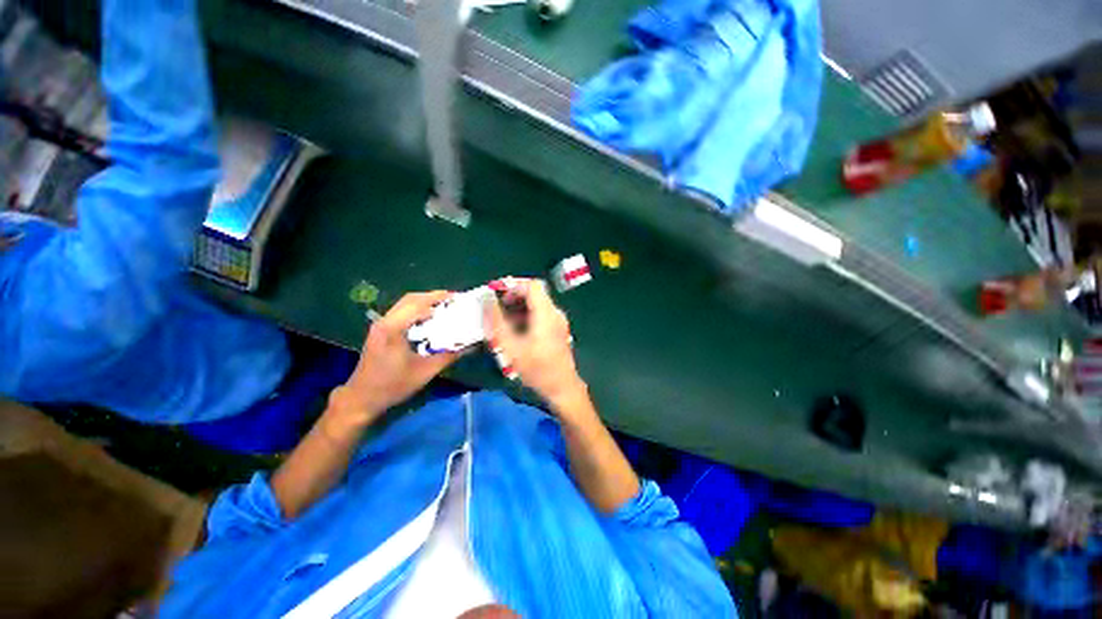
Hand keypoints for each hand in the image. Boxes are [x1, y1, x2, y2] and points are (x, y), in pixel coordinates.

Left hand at [337, 291, 461, 424]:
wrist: (361, 399)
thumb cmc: (392, 385)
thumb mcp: (425, 371)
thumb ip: (449, 356)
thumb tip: (471, 345)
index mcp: (394, 328)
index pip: (419, 304)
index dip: (439, 299)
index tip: (458, 299)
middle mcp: (385, 321)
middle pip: (411, 299)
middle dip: (433, 296)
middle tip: (454, 300)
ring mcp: (380, 325)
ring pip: (404, 304)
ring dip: (424, 302)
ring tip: (444, 306)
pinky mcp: (380, 331)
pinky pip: (401, 312)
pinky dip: (416, 310)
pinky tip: (429, 318)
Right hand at [484, 279, 586, 411]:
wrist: (562, 387)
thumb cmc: (537, 369)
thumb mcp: (511, 347)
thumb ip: (497, 323)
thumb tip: (487, 303)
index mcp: (546, 313)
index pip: (532, 285)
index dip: (513, 285)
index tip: (497, 293)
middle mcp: (554, 313)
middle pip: (534, 293)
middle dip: (513, 296)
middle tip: (496, 307)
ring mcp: (558, 321)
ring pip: (537, 304)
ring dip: (518, 307)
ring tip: (502, 320)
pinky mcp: (557, 330)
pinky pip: (540, 315)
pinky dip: (526, 316)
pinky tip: (515, 330)